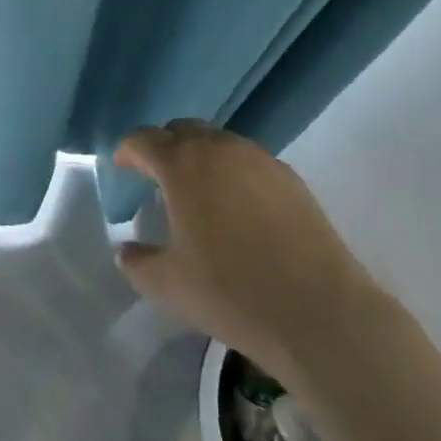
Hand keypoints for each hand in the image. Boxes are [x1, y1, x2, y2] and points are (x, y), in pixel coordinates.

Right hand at [114, 121, 379, 383]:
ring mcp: (258, 158)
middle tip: (156, 177)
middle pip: (182, 130)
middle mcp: (219, 148)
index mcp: (183, 164)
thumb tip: (126, 250)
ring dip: (200, 156)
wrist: (318, 310)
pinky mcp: (288, 176)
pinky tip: (237, 208)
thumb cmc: (232, 292)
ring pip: (218, 141)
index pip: (144, 140)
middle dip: (164, 146)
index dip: (128, 150)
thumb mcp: (170, 286)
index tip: (122, 166)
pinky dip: (232, 172)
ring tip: (197, 191)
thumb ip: (138, 263)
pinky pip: (248, 160)